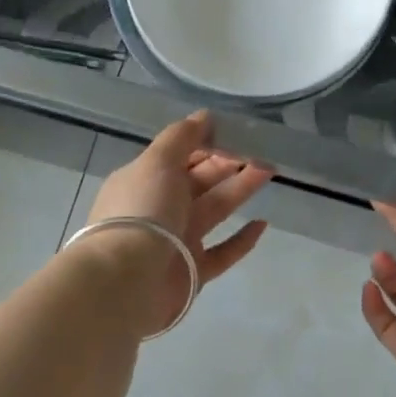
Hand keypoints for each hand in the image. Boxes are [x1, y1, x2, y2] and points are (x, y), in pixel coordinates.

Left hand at [87, 113, 272, 332]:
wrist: (126, 280)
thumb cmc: (141, 211)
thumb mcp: (157, 163)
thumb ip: (181, 137)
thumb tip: (204, 116)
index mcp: (146, 180)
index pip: (181, 156)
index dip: (208, 144)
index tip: (238, 133)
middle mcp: (160, 208)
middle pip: (200, 181)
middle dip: (229, 164)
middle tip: (264, 152)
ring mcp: (177, 240)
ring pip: (214, 210)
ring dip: (240, 190)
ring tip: (269, 172)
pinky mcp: (193, 271)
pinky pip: (223, 252)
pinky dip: (242, 240)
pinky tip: (262, 224)